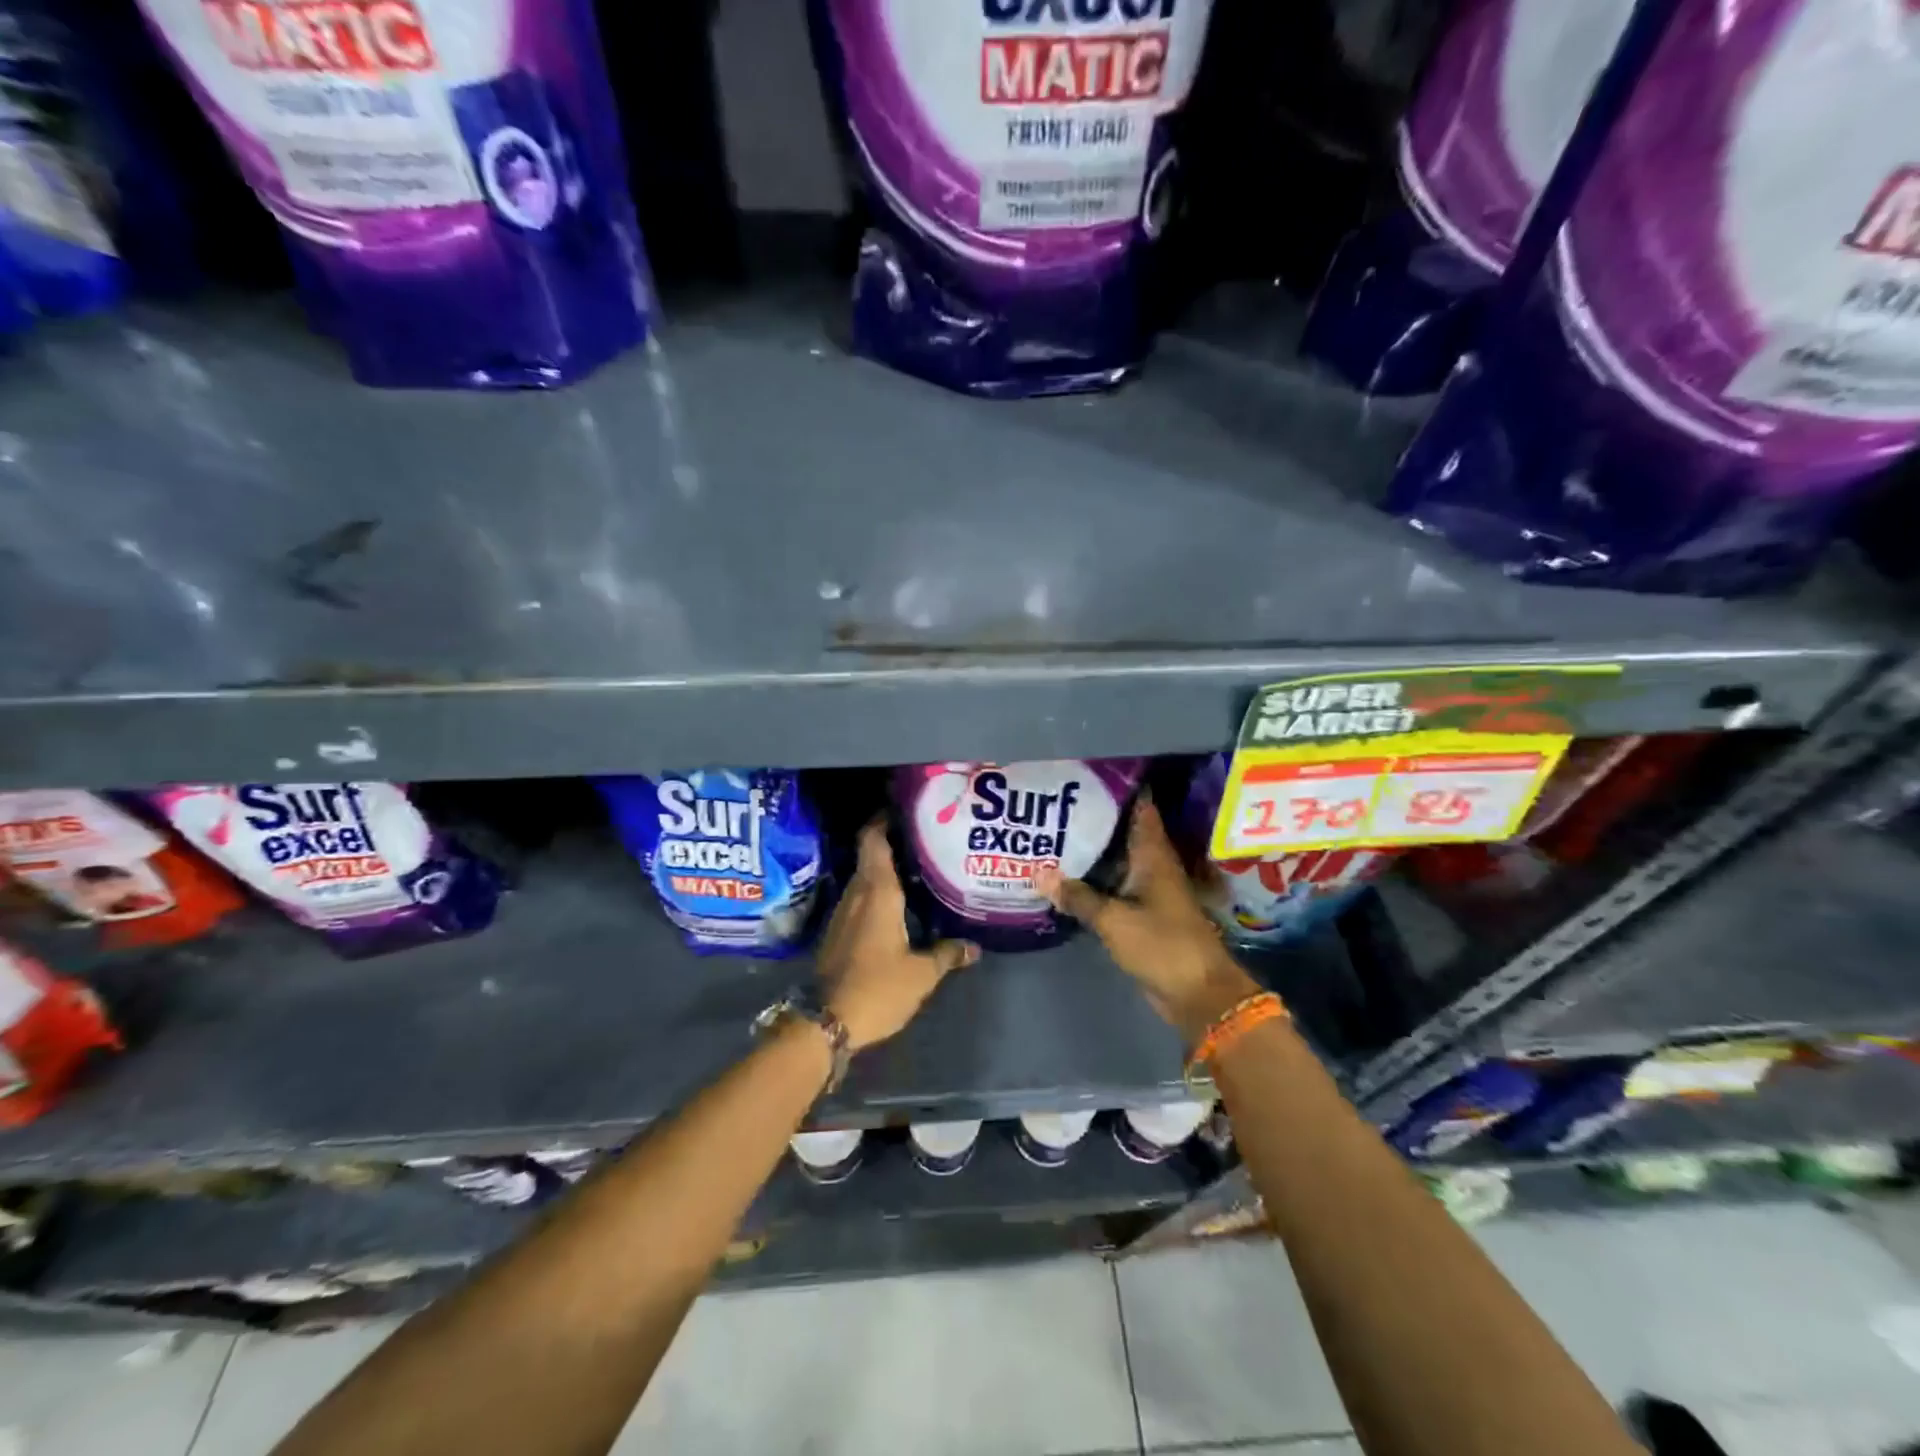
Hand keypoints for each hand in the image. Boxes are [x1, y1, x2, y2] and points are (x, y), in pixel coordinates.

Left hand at [816, 818, 978, 1050]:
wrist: (825, 1022)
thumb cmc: (877, 988)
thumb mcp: (921, 974)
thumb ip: (947, 954)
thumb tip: (973, 947)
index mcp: (877, 892)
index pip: (874, 840)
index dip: (884, 819)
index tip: (904, 809)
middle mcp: (857, 894)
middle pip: (870, 856)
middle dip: (893, 844)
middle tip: (925, 841)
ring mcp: (843, 913)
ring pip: (865, 879)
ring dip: (885, 871)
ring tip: (917, 870)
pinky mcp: (838, 932)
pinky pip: (860, 900)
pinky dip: (877, 894)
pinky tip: (898, 906)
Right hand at [1035, 800, 1259, 1046]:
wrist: (1197, 994)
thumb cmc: (1162, 944)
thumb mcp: (1114, 919)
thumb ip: (1077, 896)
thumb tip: (1037, 873)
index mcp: (1153, 854)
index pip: (1140, 807)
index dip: (1119, 786)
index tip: (1087, 772)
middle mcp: (1152, 865)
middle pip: (1122, 831)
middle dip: (1093, 817)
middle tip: (1055, 803)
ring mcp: (1148, 889)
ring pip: (1115, 860)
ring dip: (1091, 850)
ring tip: (1051, 834)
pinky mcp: (1142, 913)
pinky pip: (1114, 886)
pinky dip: (1093, 880)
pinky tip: (1065, 877)